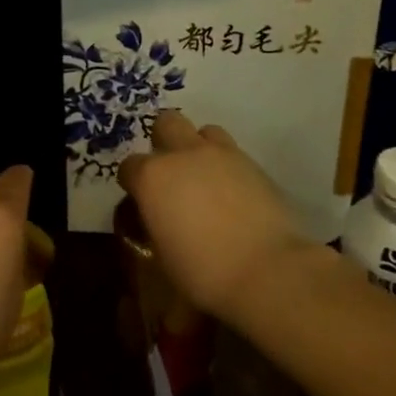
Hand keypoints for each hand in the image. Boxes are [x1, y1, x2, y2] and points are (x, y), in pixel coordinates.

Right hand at [116, 111, 314, 322]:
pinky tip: (232, 192)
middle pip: (166, 123)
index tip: (140, 200)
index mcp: (153, 178)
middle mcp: (183, 154)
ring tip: (205, 177)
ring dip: (198, 148)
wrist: (266, 270)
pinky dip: (226, 165)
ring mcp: (221, 154)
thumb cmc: (203, 272)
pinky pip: (232, 151)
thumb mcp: (163, 257)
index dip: (132, 182)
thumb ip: (155, 226)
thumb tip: (159, 219)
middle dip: (164, 141)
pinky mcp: (252, 162)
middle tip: (171, 173)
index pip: (129, 167)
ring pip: (203, 132)